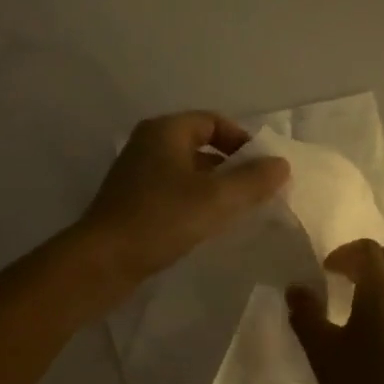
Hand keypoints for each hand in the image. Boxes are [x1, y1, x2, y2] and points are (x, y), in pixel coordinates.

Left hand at [79, 112, 289, 284]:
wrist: (102, 262)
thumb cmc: (160, 219)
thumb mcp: (216, 199)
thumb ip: (253, 180)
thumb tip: (281, 164)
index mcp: (165, 131)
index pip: (214, 122)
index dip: (243, 141)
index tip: (264, 169)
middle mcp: (149, 144)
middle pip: (201, 145)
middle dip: (232, 167)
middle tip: (257, 192)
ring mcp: (137, 174)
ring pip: (188, 172)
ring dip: (215, 187)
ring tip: (238, 211)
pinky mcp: (132, 202)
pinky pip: (174, 192)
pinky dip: (195, 202)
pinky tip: (207, 226)